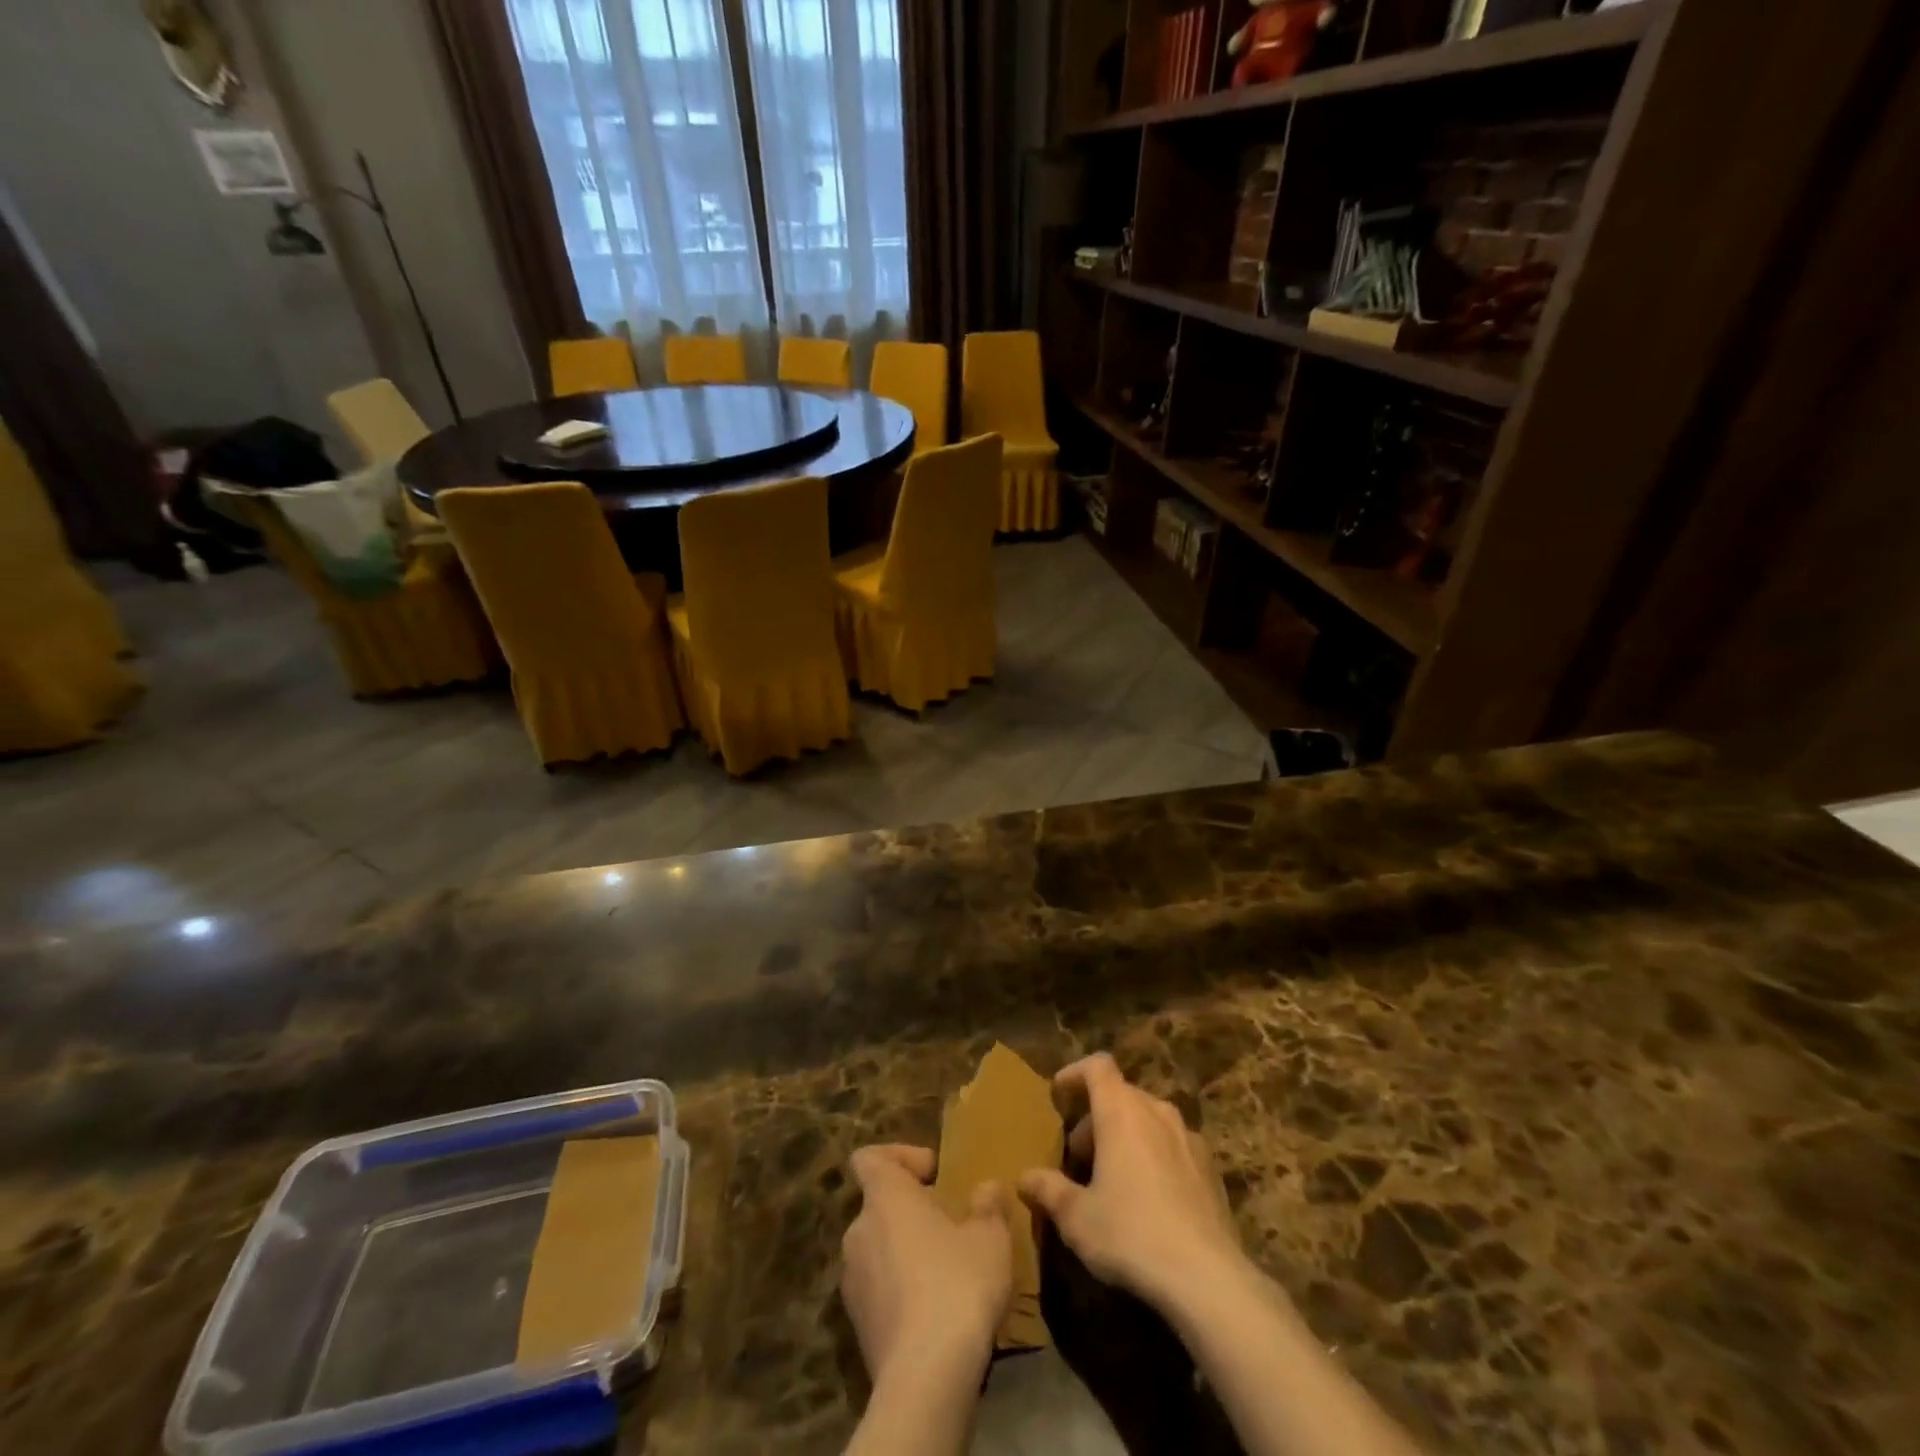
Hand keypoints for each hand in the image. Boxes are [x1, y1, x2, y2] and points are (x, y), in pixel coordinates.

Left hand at [840, 1144, 1012, 1387]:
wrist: (925, 1378)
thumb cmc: (957, 1284)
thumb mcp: (990, 1237)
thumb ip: (987, 1205)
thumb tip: (987, 1187)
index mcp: (885, 1197)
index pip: (870, 1158)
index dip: (899, 1157)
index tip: (933, 1173)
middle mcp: (859, 1231)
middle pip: (879, 1205)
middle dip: (911, 1211)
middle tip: (950, 1224)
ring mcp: (852, 1282)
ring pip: (878, 1249)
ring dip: (905, 1251)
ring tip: (946, 1270)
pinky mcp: (858, 1326)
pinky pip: (878, 1290)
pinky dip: (900, 1290)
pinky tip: (934, 1310)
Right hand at [1018, 1054, 1247, 1310]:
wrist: (1207, 1278)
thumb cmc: (1130, 1234)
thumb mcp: (1076, 1217)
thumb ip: (1048, 1190)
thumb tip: (1023, 1178)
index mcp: (1121, 1111)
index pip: (1098, 1066)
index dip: (1075, 1073)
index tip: (1059, 1093)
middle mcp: (1156, 1112)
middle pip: (1121, 1095)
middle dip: (1097, 1117)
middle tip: (1079, 1155)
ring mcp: (1188, 1138)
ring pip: (1149, 1119)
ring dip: (1126, 1135)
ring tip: (1112, 1177)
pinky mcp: (1210, 1168)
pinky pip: (1173, 1146)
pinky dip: (1154, 1156)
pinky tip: (1149, 1199)